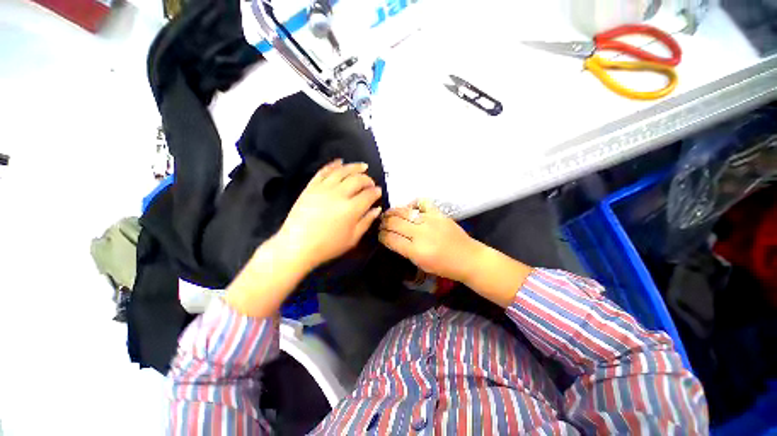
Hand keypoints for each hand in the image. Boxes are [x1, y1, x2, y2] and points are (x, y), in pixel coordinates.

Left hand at [276, 159, 382, 270]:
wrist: (297, 246)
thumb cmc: (327, 246)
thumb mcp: (352, 239)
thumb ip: (367, 222)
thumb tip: (377, 209)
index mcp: (351, 209)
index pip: (369, 194)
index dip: (376, 192)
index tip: (379, 192)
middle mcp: (339, 194)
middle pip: (358, 179)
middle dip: (368, 179)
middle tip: (371, 183)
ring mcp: (324, 188)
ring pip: (342, 171)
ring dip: (355, 167)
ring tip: (362, 166)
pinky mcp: (311, 187)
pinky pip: (324, 171)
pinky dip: (333, 165)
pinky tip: (340, 162)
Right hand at [378, 199, 482, 282]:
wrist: (468, 258)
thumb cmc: (444, 267)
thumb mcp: (421, 264)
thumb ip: (405, 251)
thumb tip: (392, 238)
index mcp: (416, 251)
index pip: (390, 239)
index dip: (381, 235)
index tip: (379, 234)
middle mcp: (421, 234)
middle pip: (394, 223)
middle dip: (384, 223)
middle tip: (381, 223)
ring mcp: (430, 221)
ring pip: (404, 211)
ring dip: (392, 212)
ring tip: (387, 214)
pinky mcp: (438, 214)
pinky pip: (422, 202)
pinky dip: (413, 203)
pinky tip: (409, 208)